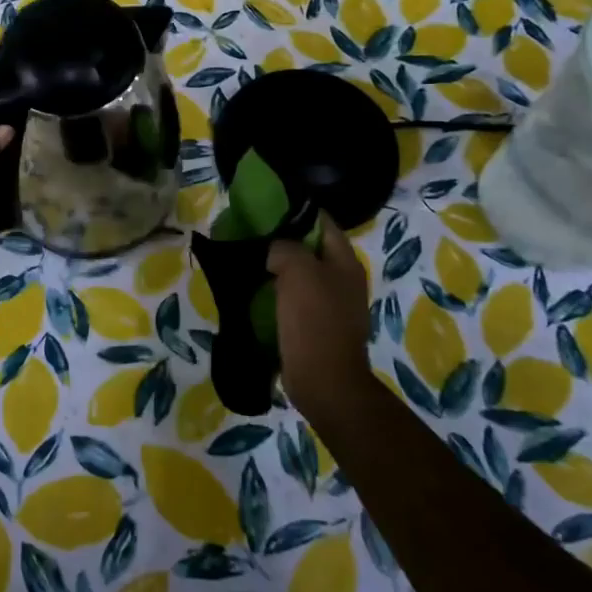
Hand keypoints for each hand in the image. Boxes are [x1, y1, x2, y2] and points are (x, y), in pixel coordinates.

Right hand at [267, 213, 371, 430]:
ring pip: (299, 273)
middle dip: (281, 239)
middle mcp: (342, 279)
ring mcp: (331, 304)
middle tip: (250, 234)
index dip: (295, 211)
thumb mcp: (298, 271)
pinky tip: (253, 291)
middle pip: (309, 247)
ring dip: (275, 267)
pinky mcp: (316, 325)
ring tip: (247, 260)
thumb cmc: (314, 322)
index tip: (264, 208)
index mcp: (345, 262)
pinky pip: (293, 297)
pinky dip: (275, 291)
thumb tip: (273, 249)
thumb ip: (285, 247)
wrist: (324, 382)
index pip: (321, 221)